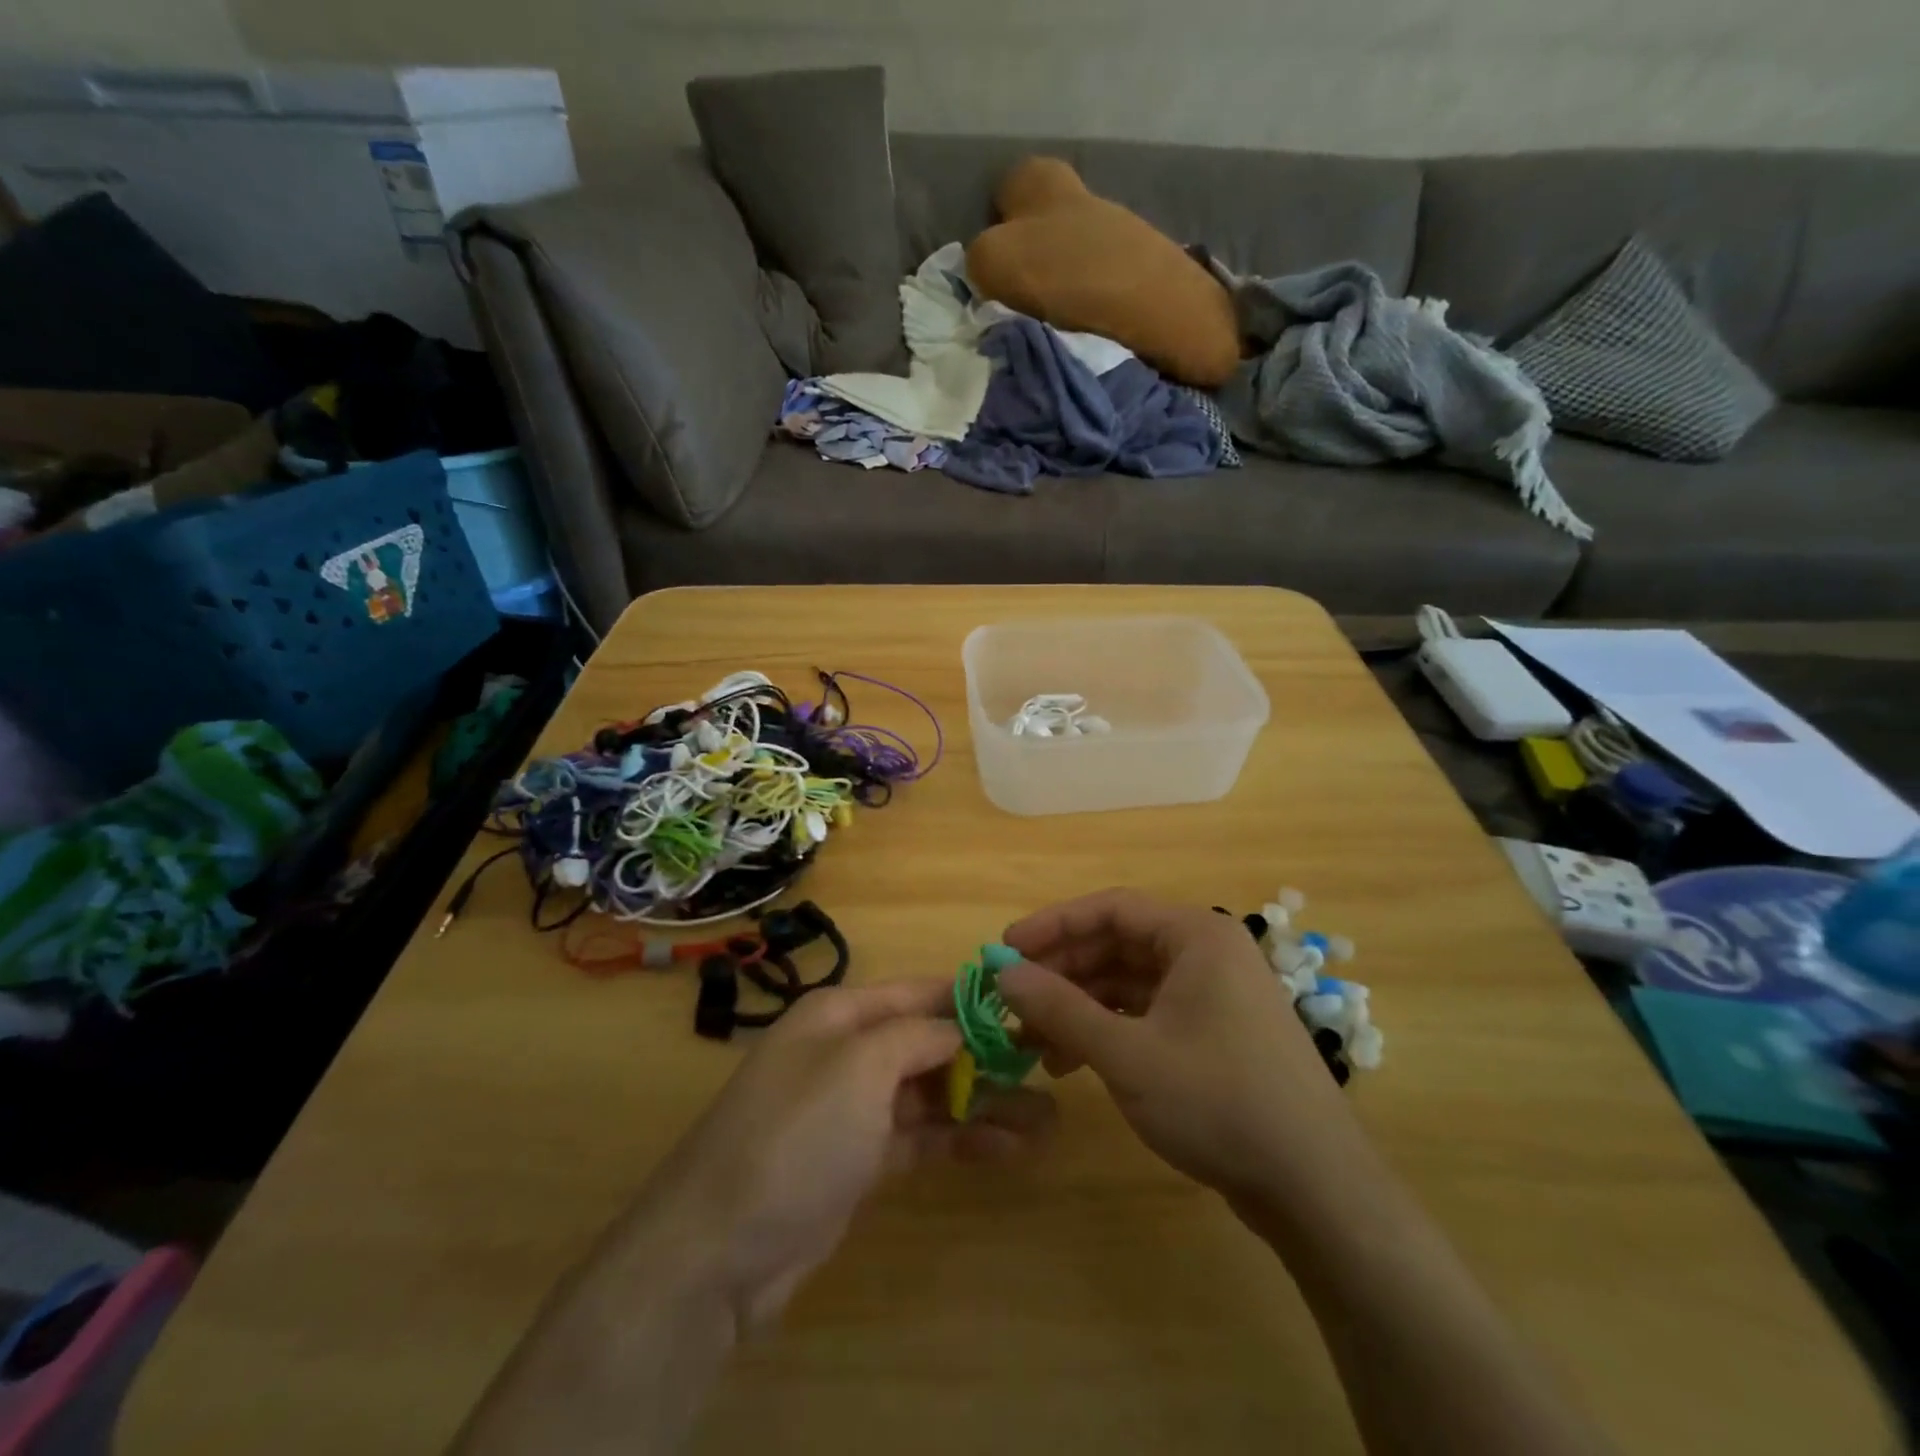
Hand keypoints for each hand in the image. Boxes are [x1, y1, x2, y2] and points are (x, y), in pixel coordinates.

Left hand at [620, 979, 1052, 1332]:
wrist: (718, 1250)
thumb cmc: (796, 1135)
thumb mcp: (859, 1068)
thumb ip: (916, 1037)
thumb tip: (958, 1024)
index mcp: (840, 1016)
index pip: (917, 994)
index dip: (969, 1000)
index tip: (1025, 1007)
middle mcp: (847, 1053)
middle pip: (928, 1044)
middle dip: (985, 1057)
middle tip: (1047, 1070)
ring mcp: (853, 1110)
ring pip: (929, 1094)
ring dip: (982, 1102)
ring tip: (1045, 1118)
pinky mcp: (859, 1161)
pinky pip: (919, 1138)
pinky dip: (960, 1139)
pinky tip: (1007, 1147)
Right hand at [1000, 889, 1361, 1203]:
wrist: (1315, 1187)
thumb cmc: (1218, 1102)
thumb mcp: (1127, 1054)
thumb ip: (1060, 1008)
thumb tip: (1004, 972)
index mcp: (1196, 935)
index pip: (1111, 908)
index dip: (1053, 925)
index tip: (1006, 948)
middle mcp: (1206, 952)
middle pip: (1118, 944)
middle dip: (1063, 972)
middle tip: (1013, 999)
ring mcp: (1213, 994)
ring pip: (1129, 982)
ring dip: (1080, 1005)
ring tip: (1033, 1040)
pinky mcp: (1214, 1032)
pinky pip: (1148, 1012)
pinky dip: (1109, 1029)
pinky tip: (1073, 1060)